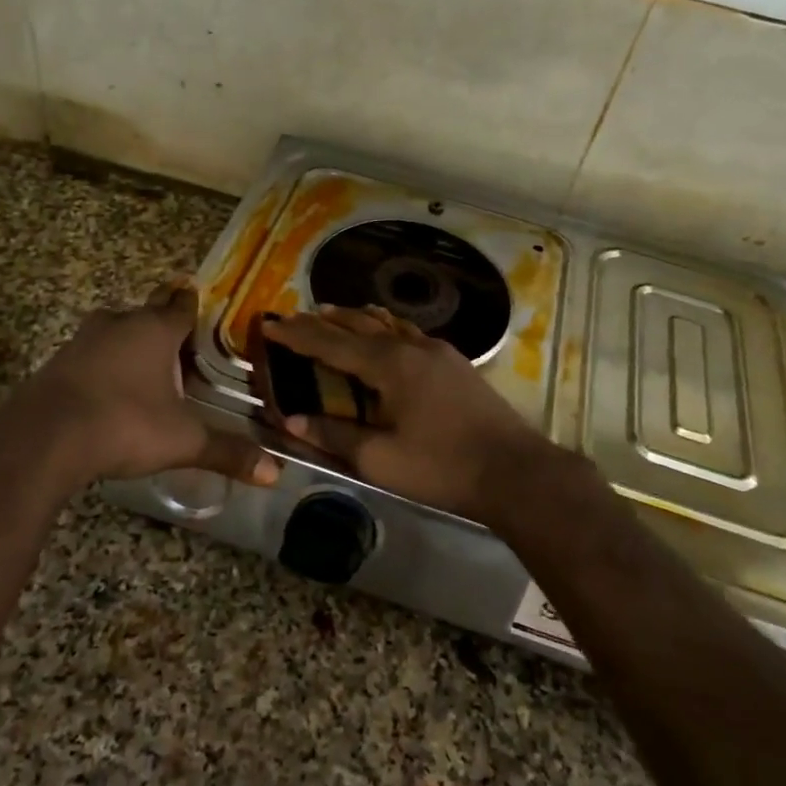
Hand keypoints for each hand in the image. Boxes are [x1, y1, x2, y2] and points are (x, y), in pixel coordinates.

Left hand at [0, 284, 280, 487]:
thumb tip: (275, 473)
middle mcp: (118, 325)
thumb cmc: (124, 424)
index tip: (201, 304)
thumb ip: (227, 452)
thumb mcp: (183, 441)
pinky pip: (89, 354)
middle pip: (146, 312)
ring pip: (114, 330)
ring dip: (129, 342)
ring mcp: (82, 341)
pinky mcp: (56, 363)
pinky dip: (103, 364)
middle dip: (161, 321)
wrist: (42, 439)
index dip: (193, 305)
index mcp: (154, 331)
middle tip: (179, 340)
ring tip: (147, 366)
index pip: (181, 306)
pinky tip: (109, 390)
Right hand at [259, 307, 565, 525]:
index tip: (270, 323)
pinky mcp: (456, 364)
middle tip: (295, 318)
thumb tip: (292, 420)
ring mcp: (438, 352)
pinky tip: (387, 337)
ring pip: (387, 325)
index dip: (297, 334)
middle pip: (359, 325)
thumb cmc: (442, 467)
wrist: (515, 471)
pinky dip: (385, 330)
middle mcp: (412, 347)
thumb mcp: (380, 459)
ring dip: (356, 320)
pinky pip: (408, 335)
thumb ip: (334, 436)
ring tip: (334, 315)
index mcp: (389, 365)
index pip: (331, 343)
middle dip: (323, 321)